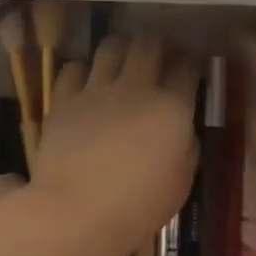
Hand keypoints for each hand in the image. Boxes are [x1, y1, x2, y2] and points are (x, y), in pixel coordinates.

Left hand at [31, 34, 200, 255]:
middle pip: (148, 44)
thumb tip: (181, 127)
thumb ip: (186, 145)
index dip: (190, 61)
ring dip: (119, 48)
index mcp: (172, 108)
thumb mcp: (181, 181)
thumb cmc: (138, 206)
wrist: (77, 211)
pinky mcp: (64, 100)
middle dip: (156, 43)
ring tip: (120, 59)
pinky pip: (72, 68)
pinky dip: (81, 70)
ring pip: (110, 47)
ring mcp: (96, 90)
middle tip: (157, 54)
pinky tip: (84, 82)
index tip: (189, 66)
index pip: (187, 67)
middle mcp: (136, 88)